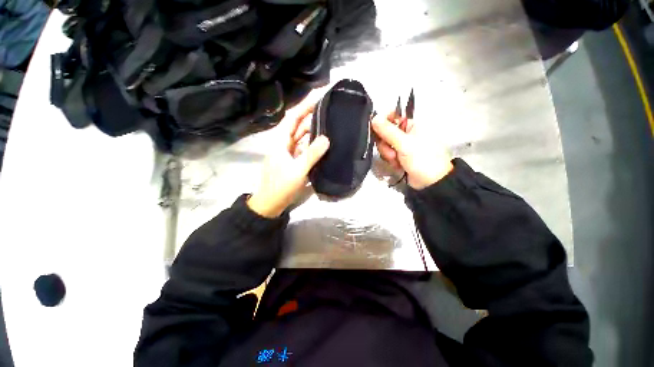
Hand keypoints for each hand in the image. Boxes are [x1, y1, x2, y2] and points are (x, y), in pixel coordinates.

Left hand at [248, 104, 329, 217]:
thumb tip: (326, 138)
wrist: (270, 203)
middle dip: (311, 112)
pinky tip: (322, 139)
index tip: (320, 93)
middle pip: (298, 123)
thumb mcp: (297, 171)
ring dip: (313, 126)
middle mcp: (283, 141)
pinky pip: (303, 145)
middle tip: (328, 105)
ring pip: (301, 134)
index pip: (293, 116)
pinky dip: (312, 141)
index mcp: (280, 140)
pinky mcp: (293, 158)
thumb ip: (311, 155)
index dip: (305, 103)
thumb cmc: (280, 187)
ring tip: (328, 119)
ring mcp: (288, 150)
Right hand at [372, 112, 452, 189]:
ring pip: (385, 146)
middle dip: (386, 145)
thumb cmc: (422, 159)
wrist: (431, 182)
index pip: (392, 117)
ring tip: (397, 161)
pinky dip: (391, 161)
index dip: (382, 123)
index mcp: (411, 125)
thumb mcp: (404, 144)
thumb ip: (388, 131)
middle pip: (385, 133)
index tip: (376, 131)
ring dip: (388, 154)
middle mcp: (405, 134)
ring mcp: (401, 146)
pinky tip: (398, 166)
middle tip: (392, 153)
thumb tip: (374, 117)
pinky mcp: (398, 157)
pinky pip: (387, 155)